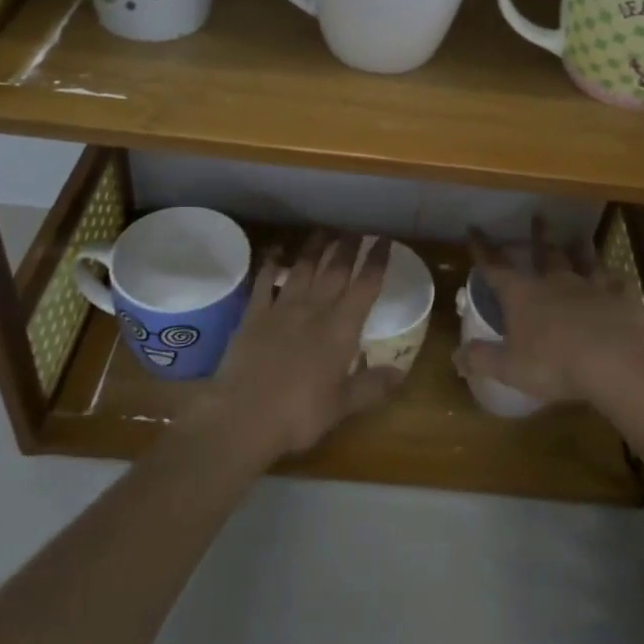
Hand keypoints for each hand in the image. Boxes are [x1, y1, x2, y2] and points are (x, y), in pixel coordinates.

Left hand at [198, 231, 400, 463]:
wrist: (243, 415)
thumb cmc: (299, 415)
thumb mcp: (342, 406)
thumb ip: (372, 386)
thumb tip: (401, 372)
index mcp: (341, 329)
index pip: (365, 286)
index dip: (377, 261)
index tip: (384, 240)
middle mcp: (315, 309)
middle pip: (336, 269)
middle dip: (349, 246)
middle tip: (357, 227)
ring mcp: (282, 308)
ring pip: (303, 267)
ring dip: (316, 247)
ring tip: (324, 230)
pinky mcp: (254, 314)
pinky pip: (265, 280)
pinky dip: (271, 263)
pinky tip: (276, 250)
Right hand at [453, 219, 643, 404]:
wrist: (615, 361)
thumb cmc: (554, 363)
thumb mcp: (510, 368)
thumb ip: (482, 359)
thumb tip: (455, 357)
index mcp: (522, 294)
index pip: (495, 266)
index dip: (482, 249)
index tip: (473, 228)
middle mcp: (553, 282)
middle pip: (543, 253)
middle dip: (538, 235)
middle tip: (538, 216)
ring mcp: (588, 287)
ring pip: (582, 261)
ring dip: (578, 250)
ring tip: (579, 238)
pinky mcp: (618, 300)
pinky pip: (614, 284)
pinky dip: (613, 280)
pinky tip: (618, 279)